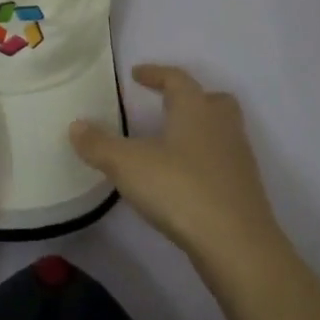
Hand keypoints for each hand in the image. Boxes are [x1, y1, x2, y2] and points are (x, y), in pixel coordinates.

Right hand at [70, 65, 286, 264]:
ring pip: (221, 132)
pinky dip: (204, 161)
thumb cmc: (180, 190)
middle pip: (213, 100)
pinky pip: (223, 162)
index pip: (177, 79)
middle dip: (190, 98)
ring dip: (198, 130)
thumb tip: (76, 125)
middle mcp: (222, 127)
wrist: (237, 245)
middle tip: (165, 104)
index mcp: (196, 110)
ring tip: (169, 144)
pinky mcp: (244, 191)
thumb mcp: (127, 165)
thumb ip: (98, 144)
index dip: (156, 74)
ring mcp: (238, 160)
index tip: (136, 74)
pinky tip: (183, 179)